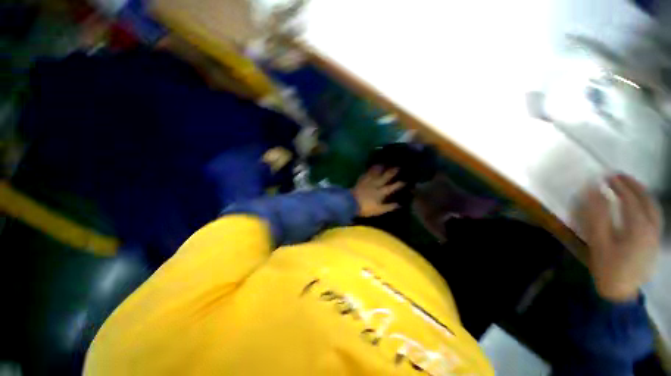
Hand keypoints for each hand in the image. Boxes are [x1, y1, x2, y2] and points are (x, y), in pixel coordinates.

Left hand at [351, 166, 404, 216]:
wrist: (351, 202)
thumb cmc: (365, 208)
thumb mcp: (379, 210)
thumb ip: (389, 207)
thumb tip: (399, 204)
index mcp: (381, 193)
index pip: (392, 187)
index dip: (399, 184)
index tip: (405, 180)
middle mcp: (376, 185)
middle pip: (385, 177)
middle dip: (392, 172)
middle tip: (398, 166)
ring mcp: (368, 181)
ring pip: (376, 173)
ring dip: (381, 168)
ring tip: (385, 163)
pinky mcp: (361, 180)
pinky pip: (367, 173)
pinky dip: (371, 169)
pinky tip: (372, 166)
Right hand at [578, 174, 661, 301]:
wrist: (619, 292)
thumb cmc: (607, 266)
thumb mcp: (598, 242)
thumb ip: (596, 215)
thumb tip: (593, 192)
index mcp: (638, 228)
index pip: (630, 200)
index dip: (618, 186)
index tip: (605, 176)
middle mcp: (652, 228)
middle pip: (646, 200)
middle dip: (633, 185)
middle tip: (617, 176)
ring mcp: (655, 235)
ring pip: (653, 207)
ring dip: (641, 193)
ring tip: (628, 185)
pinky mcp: (654, 241)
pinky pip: (654, 216)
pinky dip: (646, 204)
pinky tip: (638, 203)